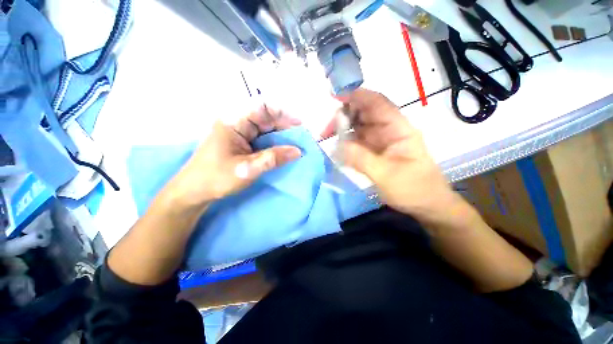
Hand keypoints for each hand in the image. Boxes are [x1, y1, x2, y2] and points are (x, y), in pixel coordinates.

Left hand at [162, 104, 302, 209]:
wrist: (194, 191)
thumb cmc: (217, 177)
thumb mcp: (248, 168)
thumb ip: (273, 158)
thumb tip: (298, 151)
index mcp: (234, 122)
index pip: (262, 107)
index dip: (283, 112)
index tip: (299, 124)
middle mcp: (238, 123)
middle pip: (266, 117)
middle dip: (285, 125)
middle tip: (302, 136)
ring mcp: (240, 133)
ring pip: (266, 128)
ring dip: (281, 134)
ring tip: (297, 142)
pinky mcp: (242, 143)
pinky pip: (262, 138)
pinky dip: (275, 142)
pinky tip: (284, 149)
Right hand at [341, 89, 457, 222]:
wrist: (426, 205)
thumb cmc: (413, 189)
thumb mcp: (387, 175)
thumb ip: (361, 159)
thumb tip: (336, 146)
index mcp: (398, 129)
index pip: (377, 104)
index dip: (357, 96)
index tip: (335, 98)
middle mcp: (389, 130)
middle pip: (364, 113)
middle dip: (344, 116)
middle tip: (327, 130)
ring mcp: (380, 140)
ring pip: (359, 127)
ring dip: (343, 129)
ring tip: (328, 137)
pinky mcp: (374, 151)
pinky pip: (357, 141)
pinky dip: (346, 141)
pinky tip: (337, 147)